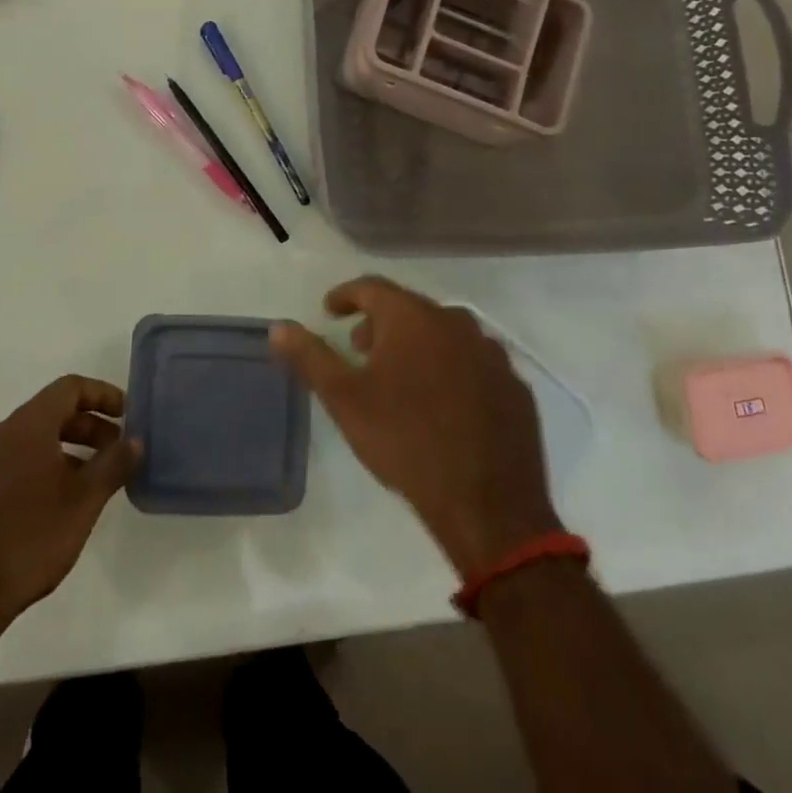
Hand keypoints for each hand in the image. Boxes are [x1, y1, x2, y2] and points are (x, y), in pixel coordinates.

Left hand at [0, 375, 139, 639]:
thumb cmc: (30, 538)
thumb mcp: (84, 501)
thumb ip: (113, 464)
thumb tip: (135, 441)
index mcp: (28, 425)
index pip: (70, 388)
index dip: (103, 394)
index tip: (128, 414)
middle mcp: (2, 433)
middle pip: (54, 411)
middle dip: (90, 425)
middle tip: (118, 449)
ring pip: (37, 437)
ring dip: (71, 447)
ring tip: (97, 477)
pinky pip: (20, 459)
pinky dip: (48, 464)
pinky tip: (64, 499)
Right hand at [271, 276, 558, 578]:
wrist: (488, 505)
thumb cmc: (405, 441)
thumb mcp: (345, 399)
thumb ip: (310, 357)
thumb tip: (277, 327)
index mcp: (413, 318)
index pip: (372, 287)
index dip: (346, 295)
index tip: (330, 310)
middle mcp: (455, 322)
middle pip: (409, 309)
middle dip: (380, 323)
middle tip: (359, 348)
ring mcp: (491, 353)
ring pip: (444, 334)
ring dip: (417, 344)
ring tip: (399, 375)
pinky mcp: (514, 386)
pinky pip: (473, 363)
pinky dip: (451, 369)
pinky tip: (443, 401)